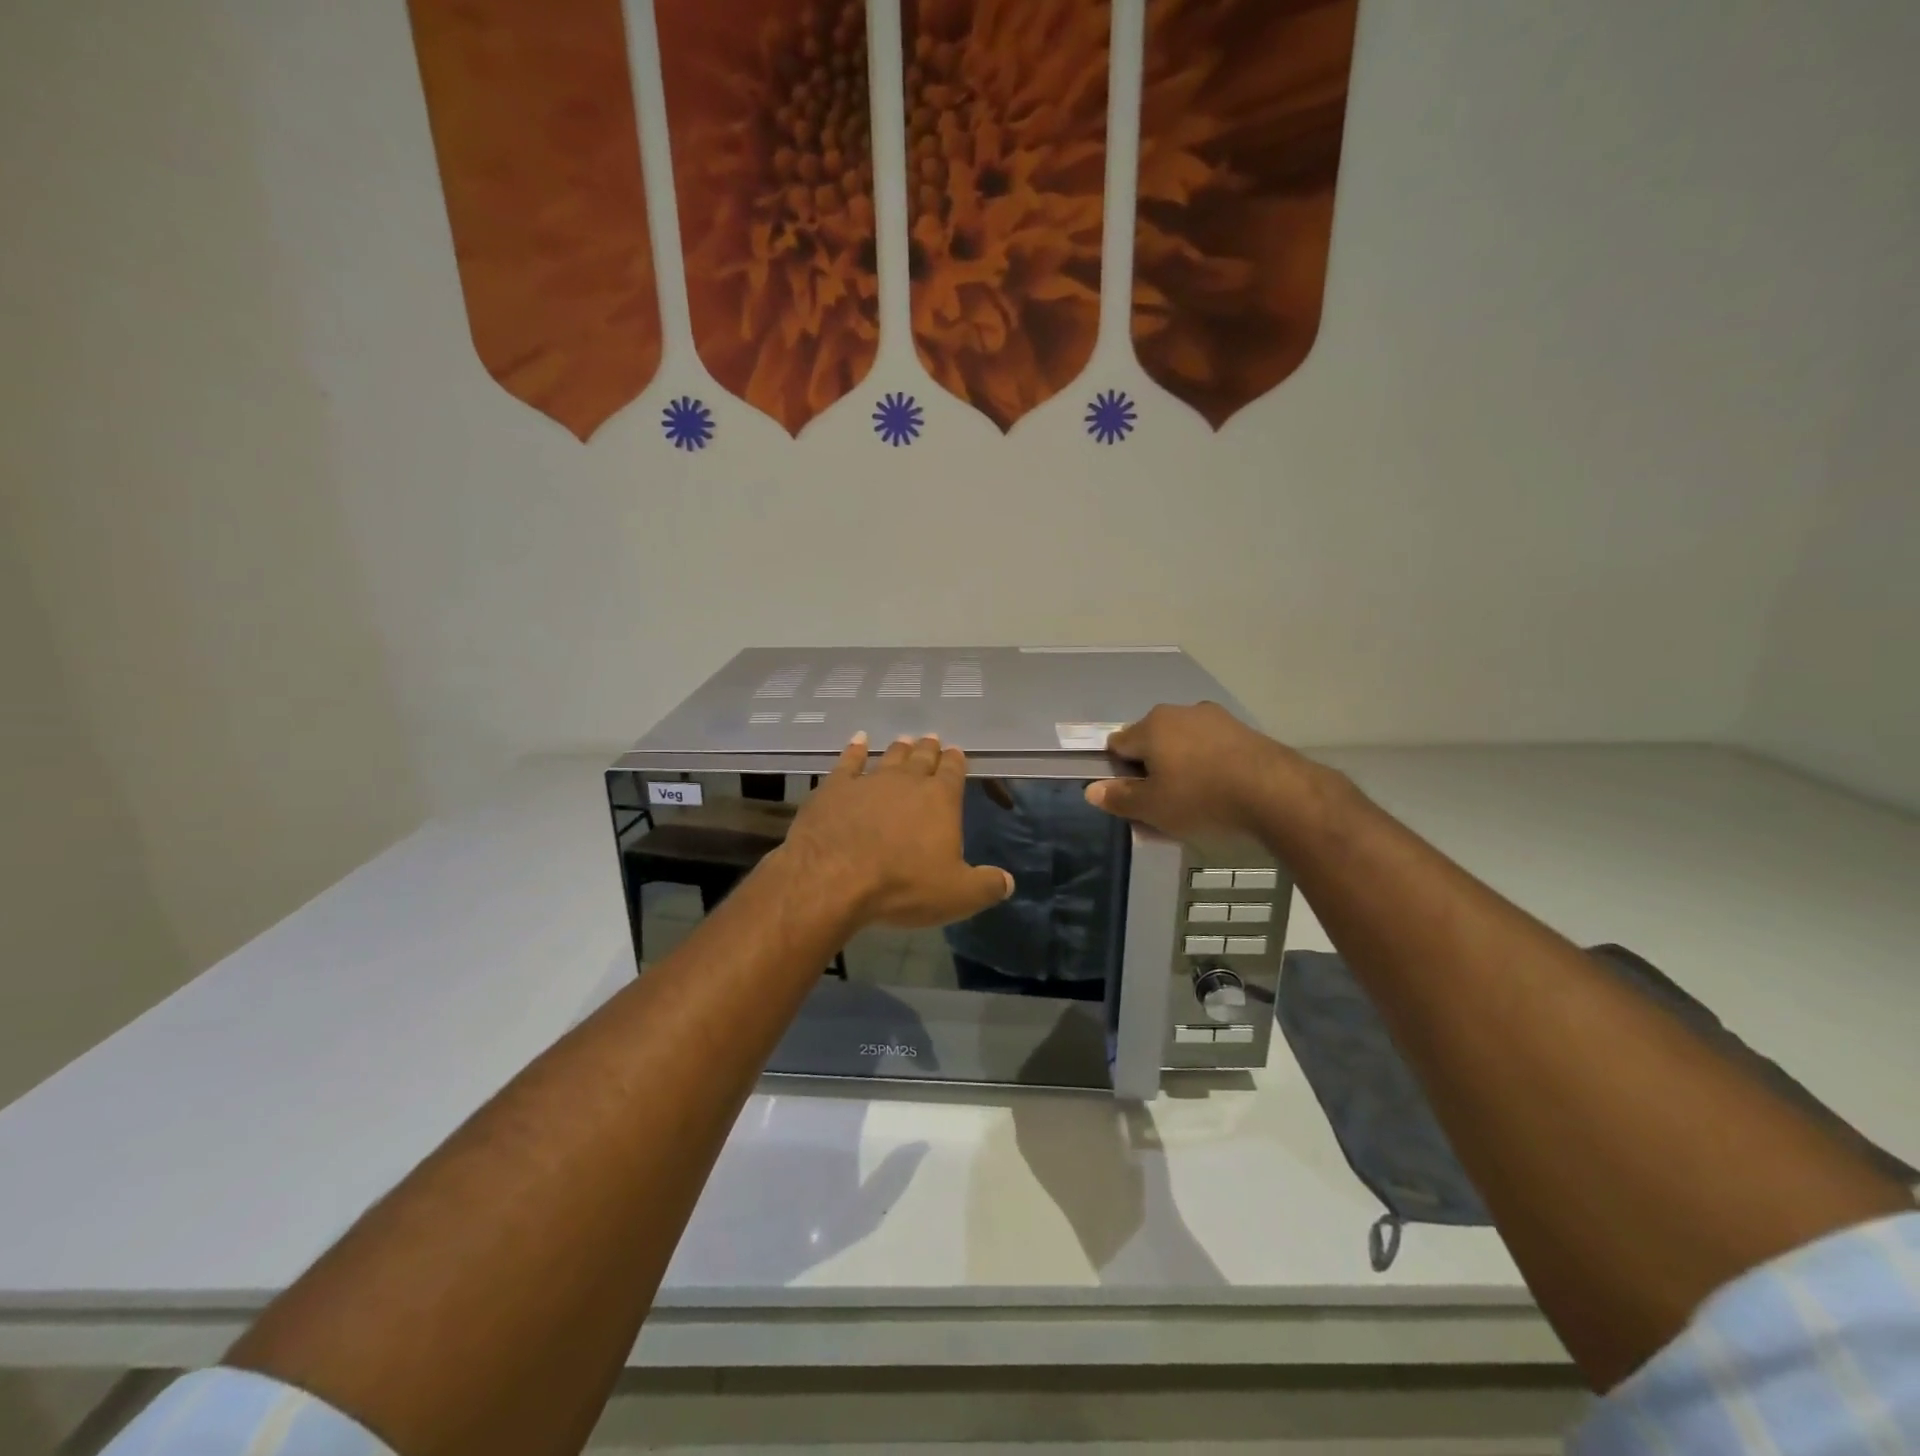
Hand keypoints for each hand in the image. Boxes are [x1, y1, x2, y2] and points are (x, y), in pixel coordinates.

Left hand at [782, 733, 1013, 928]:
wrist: (834, 877)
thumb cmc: (903, 885)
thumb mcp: (957, 895)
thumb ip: (986, 886)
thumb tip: (1008, 882)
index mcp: (940, 799)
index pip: (953, 772)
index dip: (956, 762)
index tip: (956, 752)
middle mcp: (907, 781)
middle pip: (922, 758)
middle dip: (929, 749)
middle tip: (932, 739)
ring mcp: (869, 781)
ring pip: (889, 757)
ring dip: (899, 748)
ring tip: (904, 740)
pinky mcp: (835, 788)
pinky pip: (849, 762)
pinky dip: (855, 750)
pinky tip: (858, 741)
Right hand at [1083, 702, 1299, 839]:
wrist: (1276, 792)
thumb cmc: (1202, 798)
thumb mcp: (1153, 808)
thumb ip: (1119, 798)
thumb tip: (1091, 790)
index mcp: (1151, 726)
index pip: (1118, 744)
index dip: (1119, 771)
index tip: (1132, 796)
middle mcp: (1179, 712)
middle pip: (1152, 740)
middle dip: (1151, 767)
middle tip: (1162, 803)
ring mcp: (1214, 718)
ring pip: (1183, 742)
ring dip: (1181, 765)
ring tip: (1195, 799)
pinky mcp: (1242, 729)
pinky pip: (1211, 746)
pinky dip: (1208, 764)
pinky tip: (1220, 789)